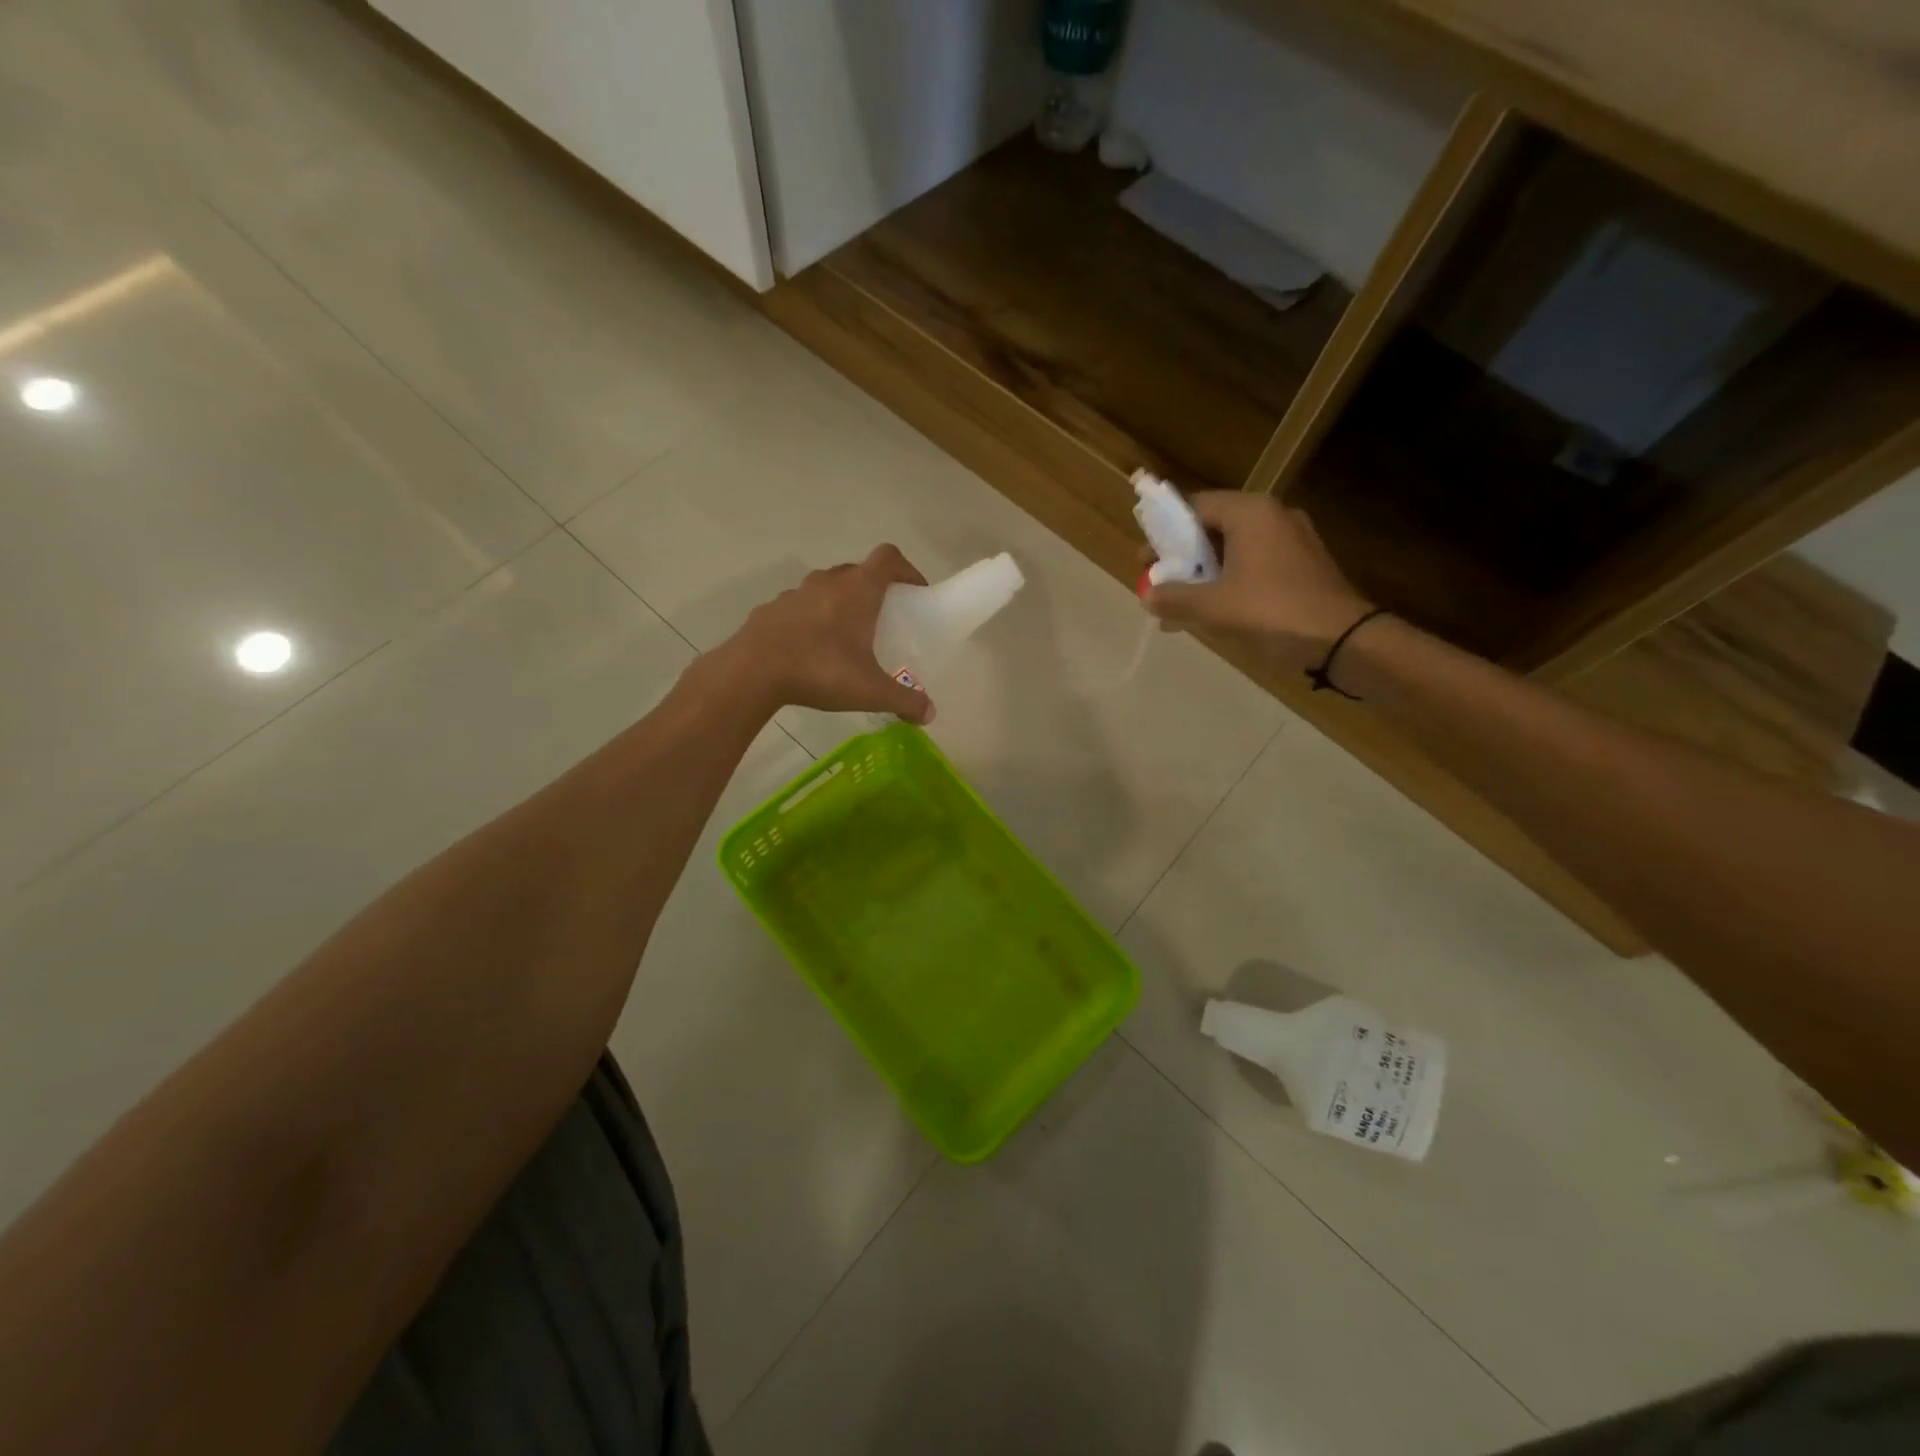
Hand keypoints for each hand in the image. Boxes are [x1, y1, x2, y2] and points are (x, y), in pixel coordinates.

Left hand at [714, 544, 935, 723]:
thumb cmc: (820, 670)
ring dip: (839, 604)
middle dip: (873, 590)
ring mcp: (795, 593)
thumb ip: (904, 700)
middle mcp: (828, 582)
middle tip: (882, 621)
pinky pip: (799, 608)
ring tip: (845, 638)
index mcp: (858, 590)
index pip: (889, 558)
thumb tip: (930, 714)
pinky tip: (810, 650)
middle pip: (857, 572)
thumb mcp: (870, 691)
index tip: (915, 592)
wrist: (752, 672)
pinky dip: (811, 620)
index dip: (907, 570)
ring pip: (826, 588)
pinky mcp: (771, 610)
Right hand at [1143, 492, 1372, 672]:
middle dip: (1182, 557)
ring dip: (1204, 573)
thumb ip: (1174, 598)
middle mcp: (1273, 516)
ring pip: (1234, 549)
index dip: (1163, 534)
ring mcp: (1293, 540)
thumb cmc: (1272, 613)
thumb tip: (1147, 596)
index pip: (1194, 507)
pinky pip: (1254, 565)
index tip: (1145, 563)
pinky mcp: (1303, 565)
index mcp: (1250, 513)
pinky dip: (1230, 581)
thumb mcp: (1212, 608)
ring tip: (1182, 604)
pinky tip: (1216, 611)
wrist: (1343, 640)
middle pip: (1213, 527)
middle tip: (1161, 584)